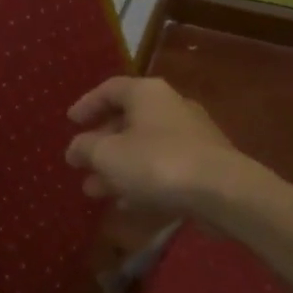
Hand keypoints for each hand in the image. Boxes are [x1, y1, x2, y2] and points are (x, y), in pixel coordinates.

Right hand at [64, 76, 241, 212]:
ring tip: (95, 191)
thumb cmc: (157, 162)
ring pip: (144, 147)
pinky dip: (142, 180)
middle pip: (128, 120)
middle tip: (80, 164)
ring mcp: (191, 135)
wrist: (222, 190)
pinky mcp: (203, 164)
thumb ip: (85, 148)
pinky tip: (127, 203)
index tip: (70, 122)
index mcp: (147, 93)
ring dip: (118, 168)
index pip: (110, 89)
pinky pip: (163, 167)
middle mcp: (170, 106)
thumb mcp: (108, 155)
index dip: (87, 104)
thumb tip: (76, 148)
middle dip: (101, 145)